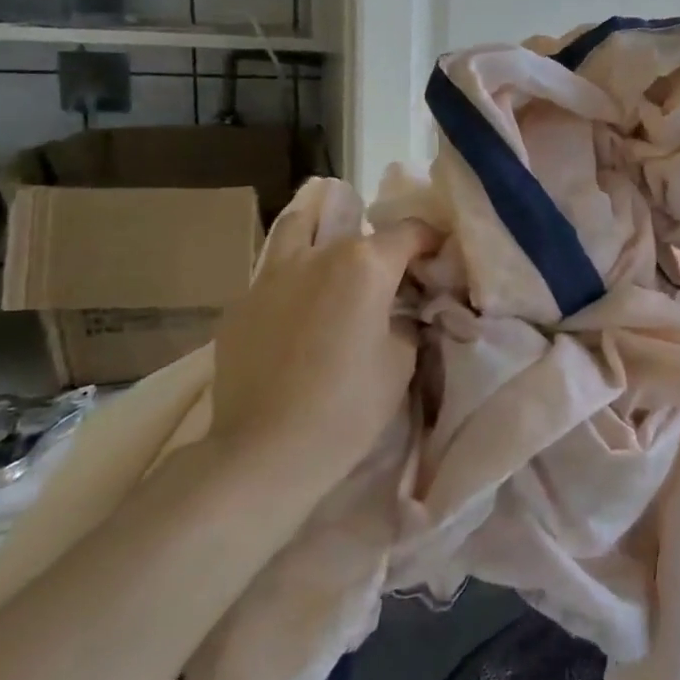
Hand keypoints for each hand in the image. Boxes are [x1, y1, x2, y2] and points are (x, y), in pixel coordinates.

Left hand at [210, 181, 435, 482]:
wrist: (264, 453)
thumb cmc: (348, 407)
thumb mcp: (402, 361)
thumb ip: (405, 320)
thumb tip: (401, 310)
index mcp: (365, 264)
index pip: (410, 231)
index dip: (432, 241)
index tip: (439, 260)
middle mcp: (317, 255)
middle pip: (354, 227)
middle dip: (378, 242)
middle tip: (390, 272)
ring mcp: (271, 276)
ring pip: (299, 229)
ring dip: (322, 234)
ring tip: (334, 261)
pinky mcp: (240, 305)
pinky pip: (275, 275)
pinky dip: (295, 279)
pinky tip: (300, 313)